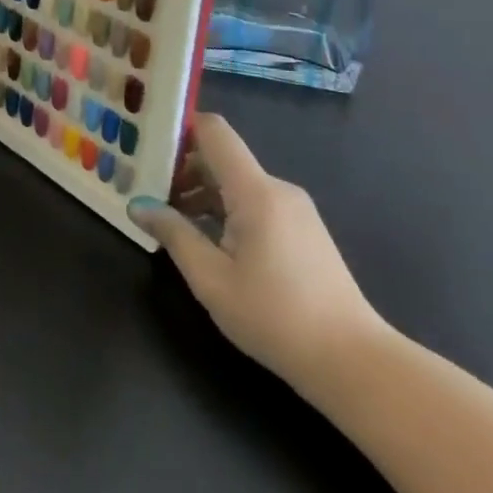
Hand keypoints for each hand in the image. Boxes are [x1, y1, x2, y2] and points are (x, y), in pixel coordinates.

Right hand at [128, 114, 388, 402]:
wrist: (354, 363)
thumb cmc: (275, 317)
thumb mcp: (211, 278)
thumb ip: (173, 234)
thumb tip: (137, 205)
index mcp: (255, 191)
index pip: (213, 131)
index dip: (178, 129)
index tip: (147, 148)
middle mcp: (277, 189)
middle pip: (221, 157)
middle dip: (182, 169)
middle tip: (147, 193)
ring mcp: (295, 209)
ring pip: (236, 183)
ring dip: (201, 193)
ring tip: (171, 221)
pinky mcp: (303, 230)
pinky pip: (254, 202)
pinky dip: (224, 210)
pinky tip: (207, 241)